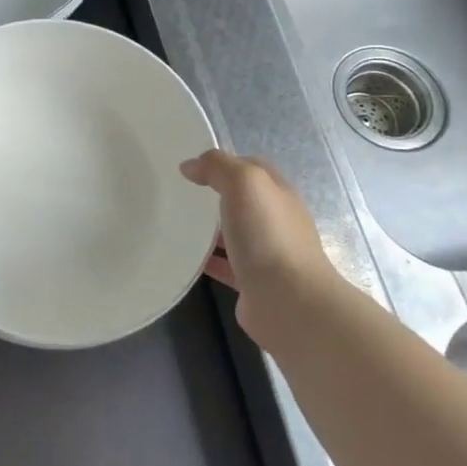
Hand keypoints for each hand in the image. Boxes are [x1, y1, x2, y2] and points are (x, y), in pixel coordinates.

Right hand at [181, 149, 343, 350]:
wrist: (288, 301)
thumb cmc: (268, 235)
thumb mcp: (244, 183)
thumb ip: (218, 167)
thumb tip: (191, 166)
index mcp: (279, 194)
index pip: (253, 168)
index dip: (225, 163)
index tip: (193, 169)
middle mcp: (277, 221)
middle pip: (245, 201)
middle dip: (216, 196)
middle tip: (181, 196)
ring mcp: (268, 254)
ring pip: (235, 234)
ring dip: (212, 230)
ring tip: (178, 225)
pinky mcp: (254, 283)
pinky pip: (226, 265)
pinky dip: (209, 260)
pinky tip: (187, 258)